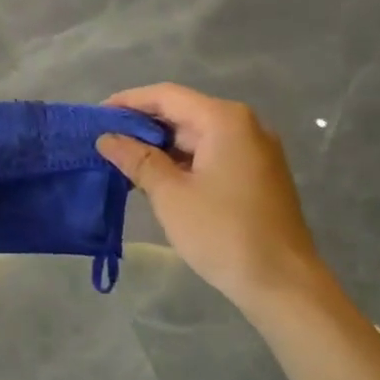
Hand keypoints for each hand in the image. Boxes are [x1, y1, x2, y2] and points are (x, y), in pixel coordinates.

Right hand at [97, 84, 327, 312]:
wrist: (283, 283)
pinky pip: (212, 154)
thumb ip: (137, 159)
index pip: (166, 96)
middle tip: (104, 141)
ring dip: (161, 146)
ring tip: (123, 161)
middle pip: (183, 113)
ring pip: (197, 136)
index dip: (129, 102)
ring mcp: (255, 150)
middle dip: (143, 126)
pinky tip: (156, 177)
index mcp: (224, 120)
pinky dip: (183, 161)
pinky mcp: (258, 174)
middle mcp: (244, 125)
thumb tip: (107, 138)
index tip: (96, 116)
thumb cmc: (222, 232)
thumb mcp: (171, 195)